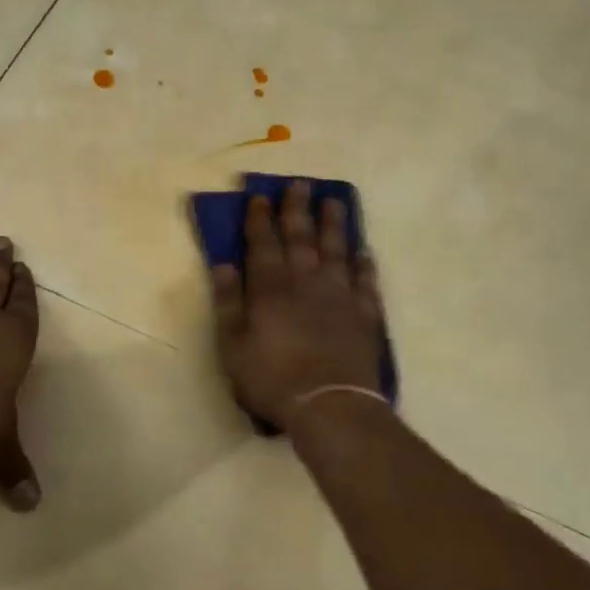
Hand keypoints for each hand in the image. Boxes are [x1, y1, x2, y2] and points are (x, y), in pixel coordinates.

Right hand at [209, 181, 383, 433]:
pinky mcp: (364, 315)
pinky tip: (364, 252)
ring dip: (334, 225)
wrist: (330, 405)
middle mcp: (306, 282)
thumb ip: (228, 302)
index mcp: (271, 287)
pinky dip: (364, 264)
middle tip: (300, 184)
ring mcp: (340, 296)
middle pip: (302, 237)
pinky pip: (366, 282)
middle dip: (298, 209)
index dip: (260, 218)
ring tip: (335, 202)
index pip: (263, 243)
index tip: (260, 195)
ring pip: (337, 251)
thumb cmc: (272, 378)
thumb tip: (223, 265)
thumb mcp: (233, 345)